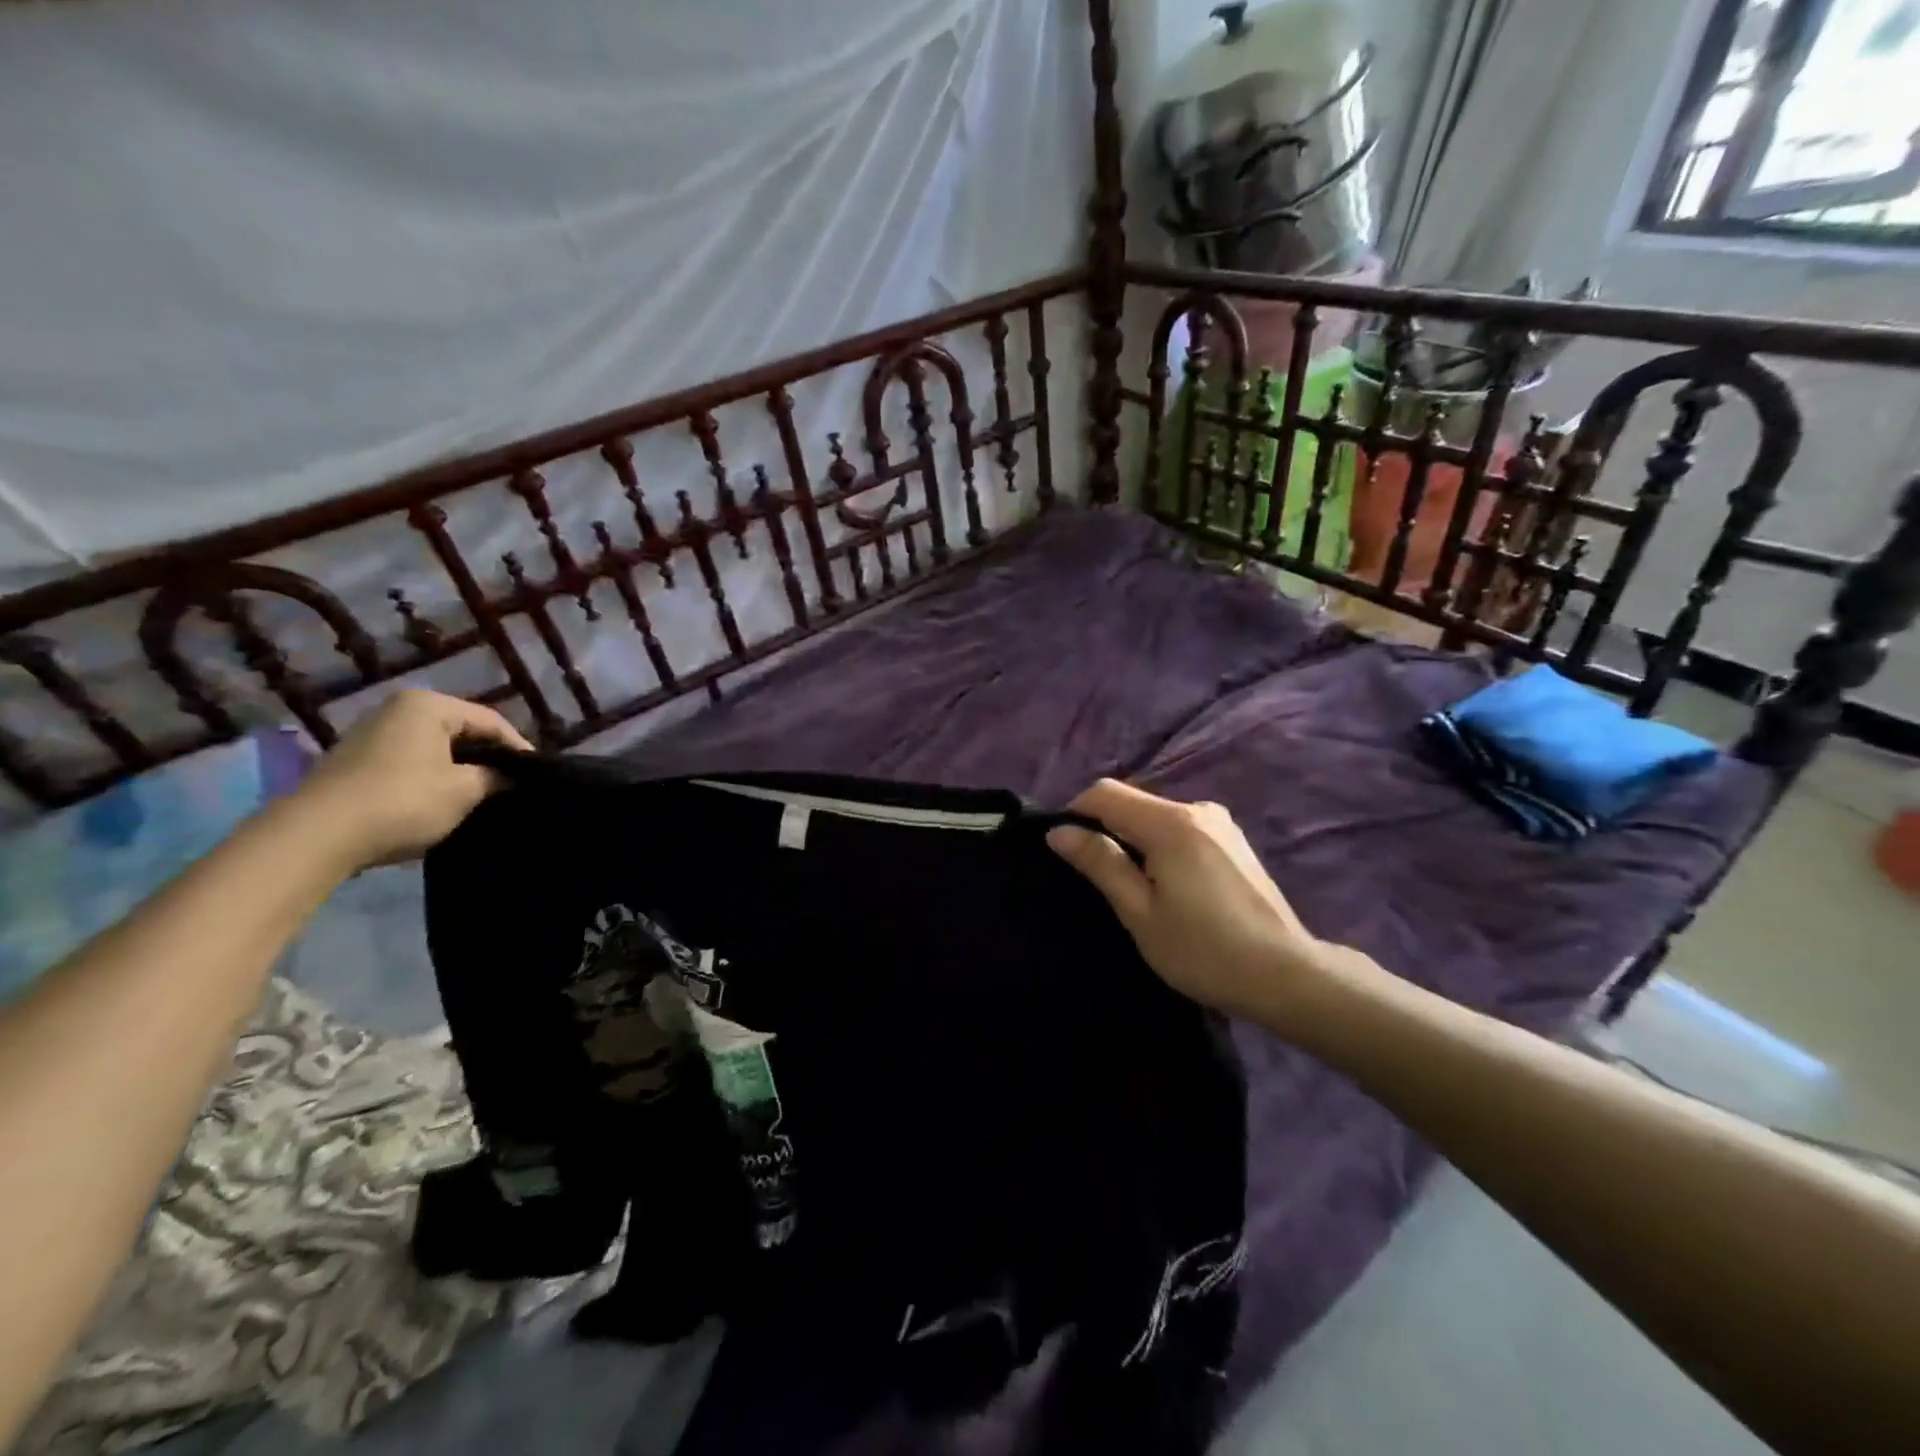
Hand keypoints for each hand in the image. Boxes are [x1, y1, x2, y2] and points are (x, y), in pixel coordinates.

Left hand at [295, 690, 532, 869]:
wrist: (317, 835)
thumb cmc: (403, 801)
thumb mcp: (464, 790)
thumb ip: (497, 777)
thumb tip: (515, 776)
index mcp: (429, 705)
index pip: (491, 721)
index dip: (519, 748)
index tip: (538, 774)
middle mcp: (398, 708)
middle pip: (462, 730)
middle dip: (489, 756)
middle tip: (514, 783)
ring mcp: (372, 733)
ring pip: (436, 746)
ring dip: (461, 768)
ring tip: (485, 793)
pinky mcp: (356, 760)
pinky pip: (412, 760)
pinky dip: (434, 775)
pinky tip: (445, 798)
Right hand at [1047, 779, 1320, 1019]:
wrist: (1286, 975)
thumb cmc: (1203, 950)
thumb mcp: (1140, 912)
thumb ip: (1100, 863)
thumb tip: (1059, 832)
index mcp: (1170, 823)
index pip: (1105, 793)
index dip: (1076, 813)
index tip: (1067, 850)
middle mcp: (1196, 809)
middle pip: (1132, 801)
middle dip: (1105, 828)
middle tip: (1098, 878)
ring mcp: (1220, 822)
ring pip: (1156, 815)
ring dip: (1134, 838)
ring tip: (1133, 887)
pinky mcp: (1233, 840)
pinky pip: (1181, 828)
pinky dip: (1160, 844)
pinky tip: (1168, 886)